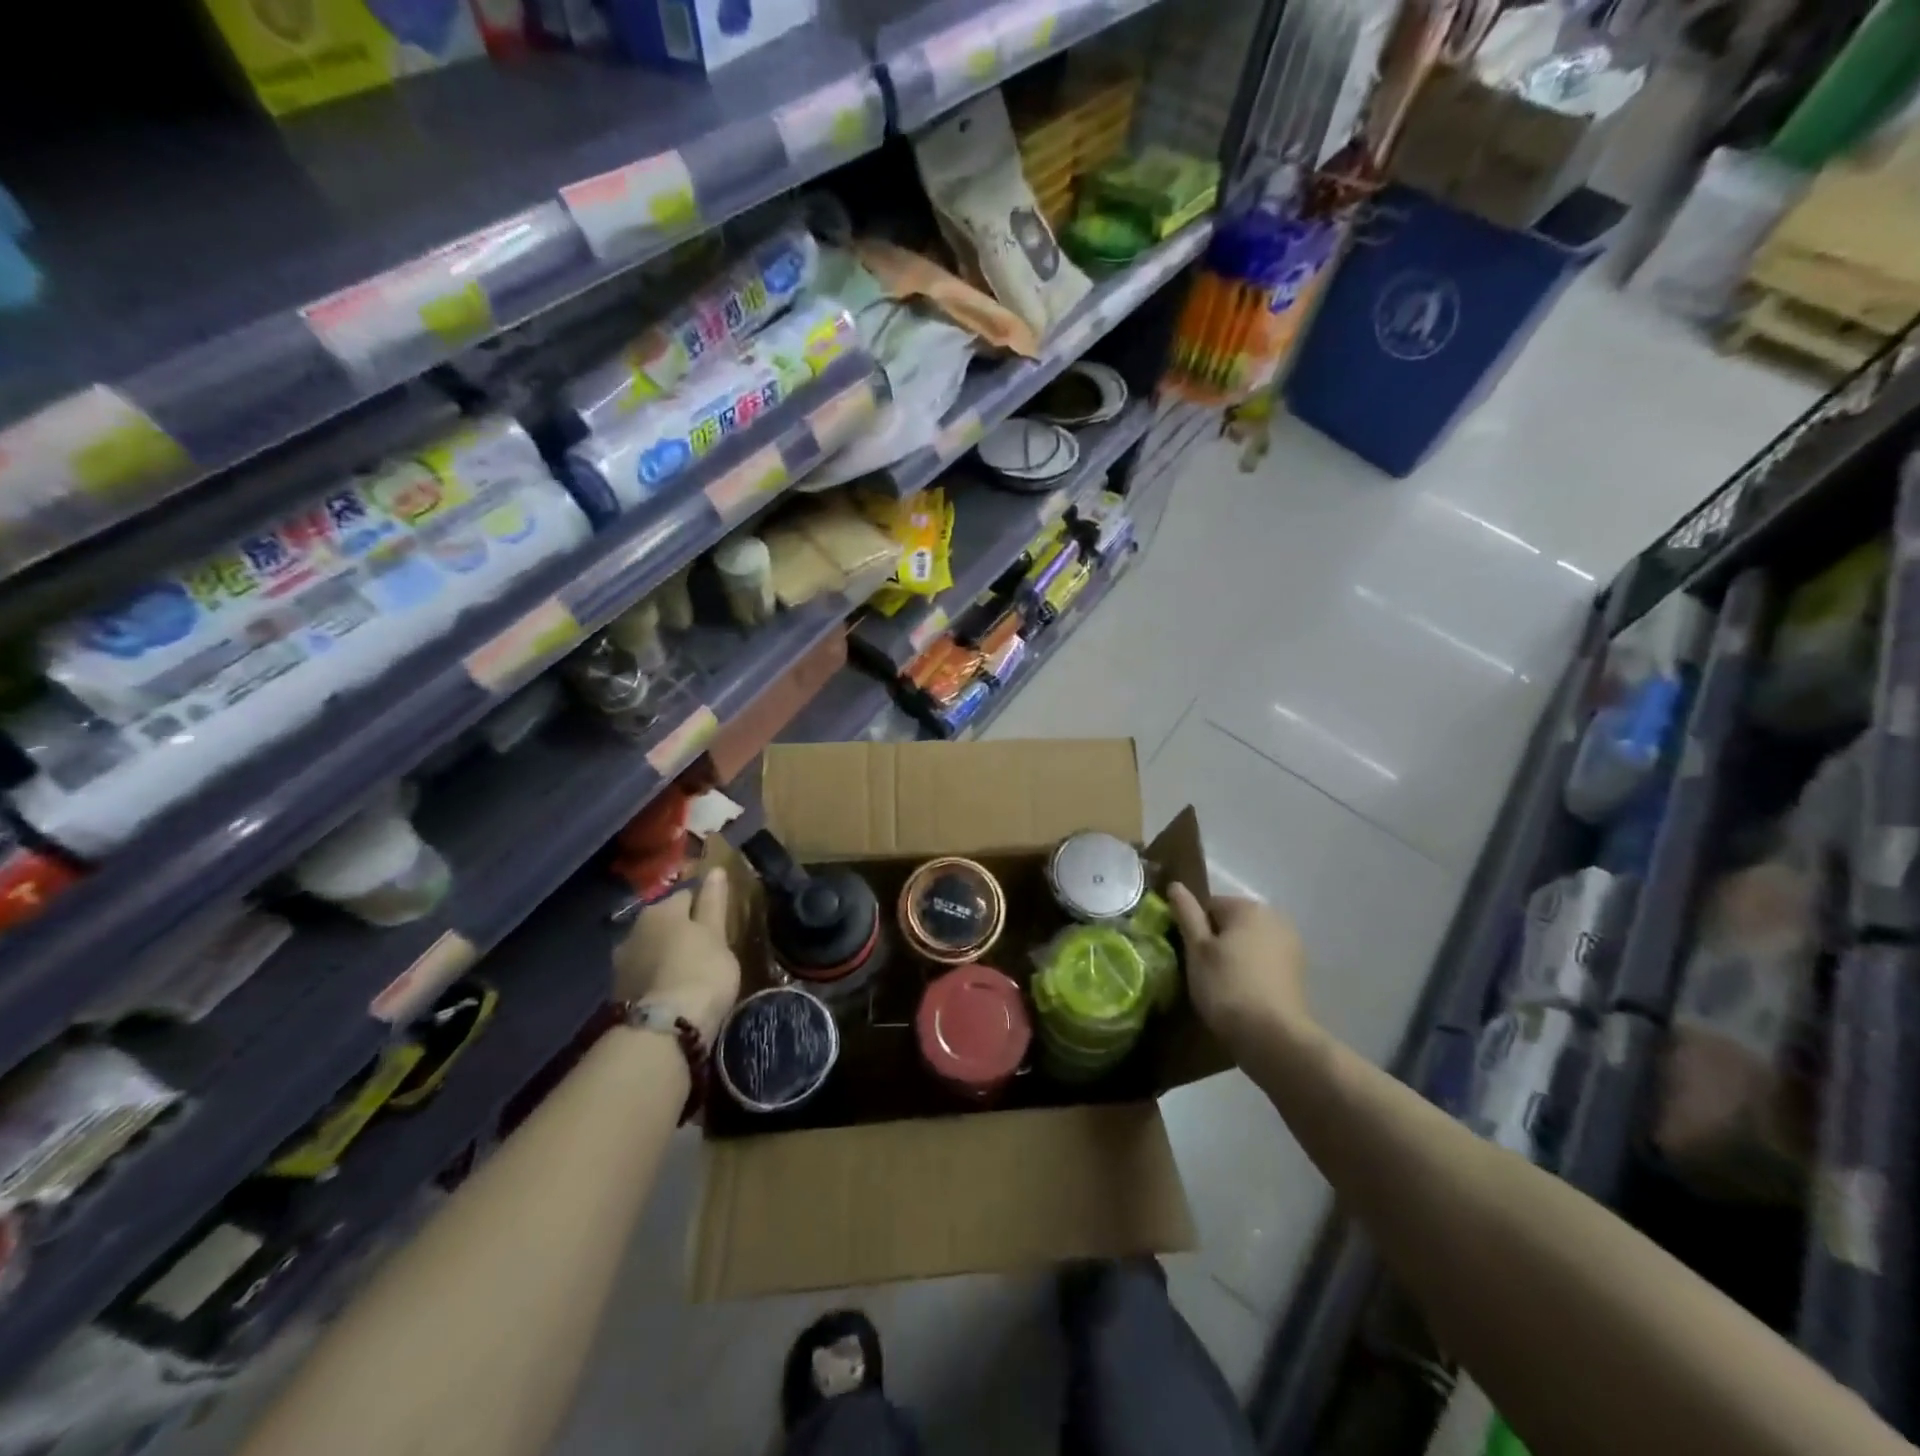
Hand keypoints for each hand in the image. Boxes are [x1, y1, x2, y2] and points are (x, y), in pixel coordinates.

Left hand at [613, 870, 739, 1044]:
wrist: (663, 1030)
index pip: (687, 894)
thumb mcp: (717, 935)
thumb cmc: (701, 972)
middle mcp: (635, 927)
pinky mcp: (617, 991)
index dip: (705, 906)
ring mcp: (622, 961)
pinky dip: (656, 976)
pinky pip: (644, 973)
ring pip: (651, 947)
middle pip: (665, 921)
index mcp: (662, 909)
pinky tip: (670, 989)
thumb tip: (716, 870)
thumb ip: (714, 902)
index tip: (719, 923)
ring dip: (665, 953)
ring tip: (688, 971)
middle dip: (681, 930)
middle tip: (705, 948)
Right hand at [1169, 884, 1312, 1051]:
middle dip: (1216, 942)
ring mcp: (1291, 945)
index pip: (1210, 906)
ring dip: (1234, 956)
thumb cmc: (1227, 986)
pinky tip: (1243, 994)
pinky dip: (1252, 971)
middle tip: (1203, 971)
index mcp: (1248, 907)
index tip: (1189, 955)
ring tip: (1222, 986)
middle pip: (1232, 922)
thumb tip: (1176, 884)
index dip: (1194, 929)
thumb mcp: (1197, 949)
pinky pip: (1264, 961)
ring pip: (1249, 943)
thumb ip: (1186, 914)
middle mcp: (1275, 918)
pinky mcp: (1298, 972)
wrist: (1273, 1038)